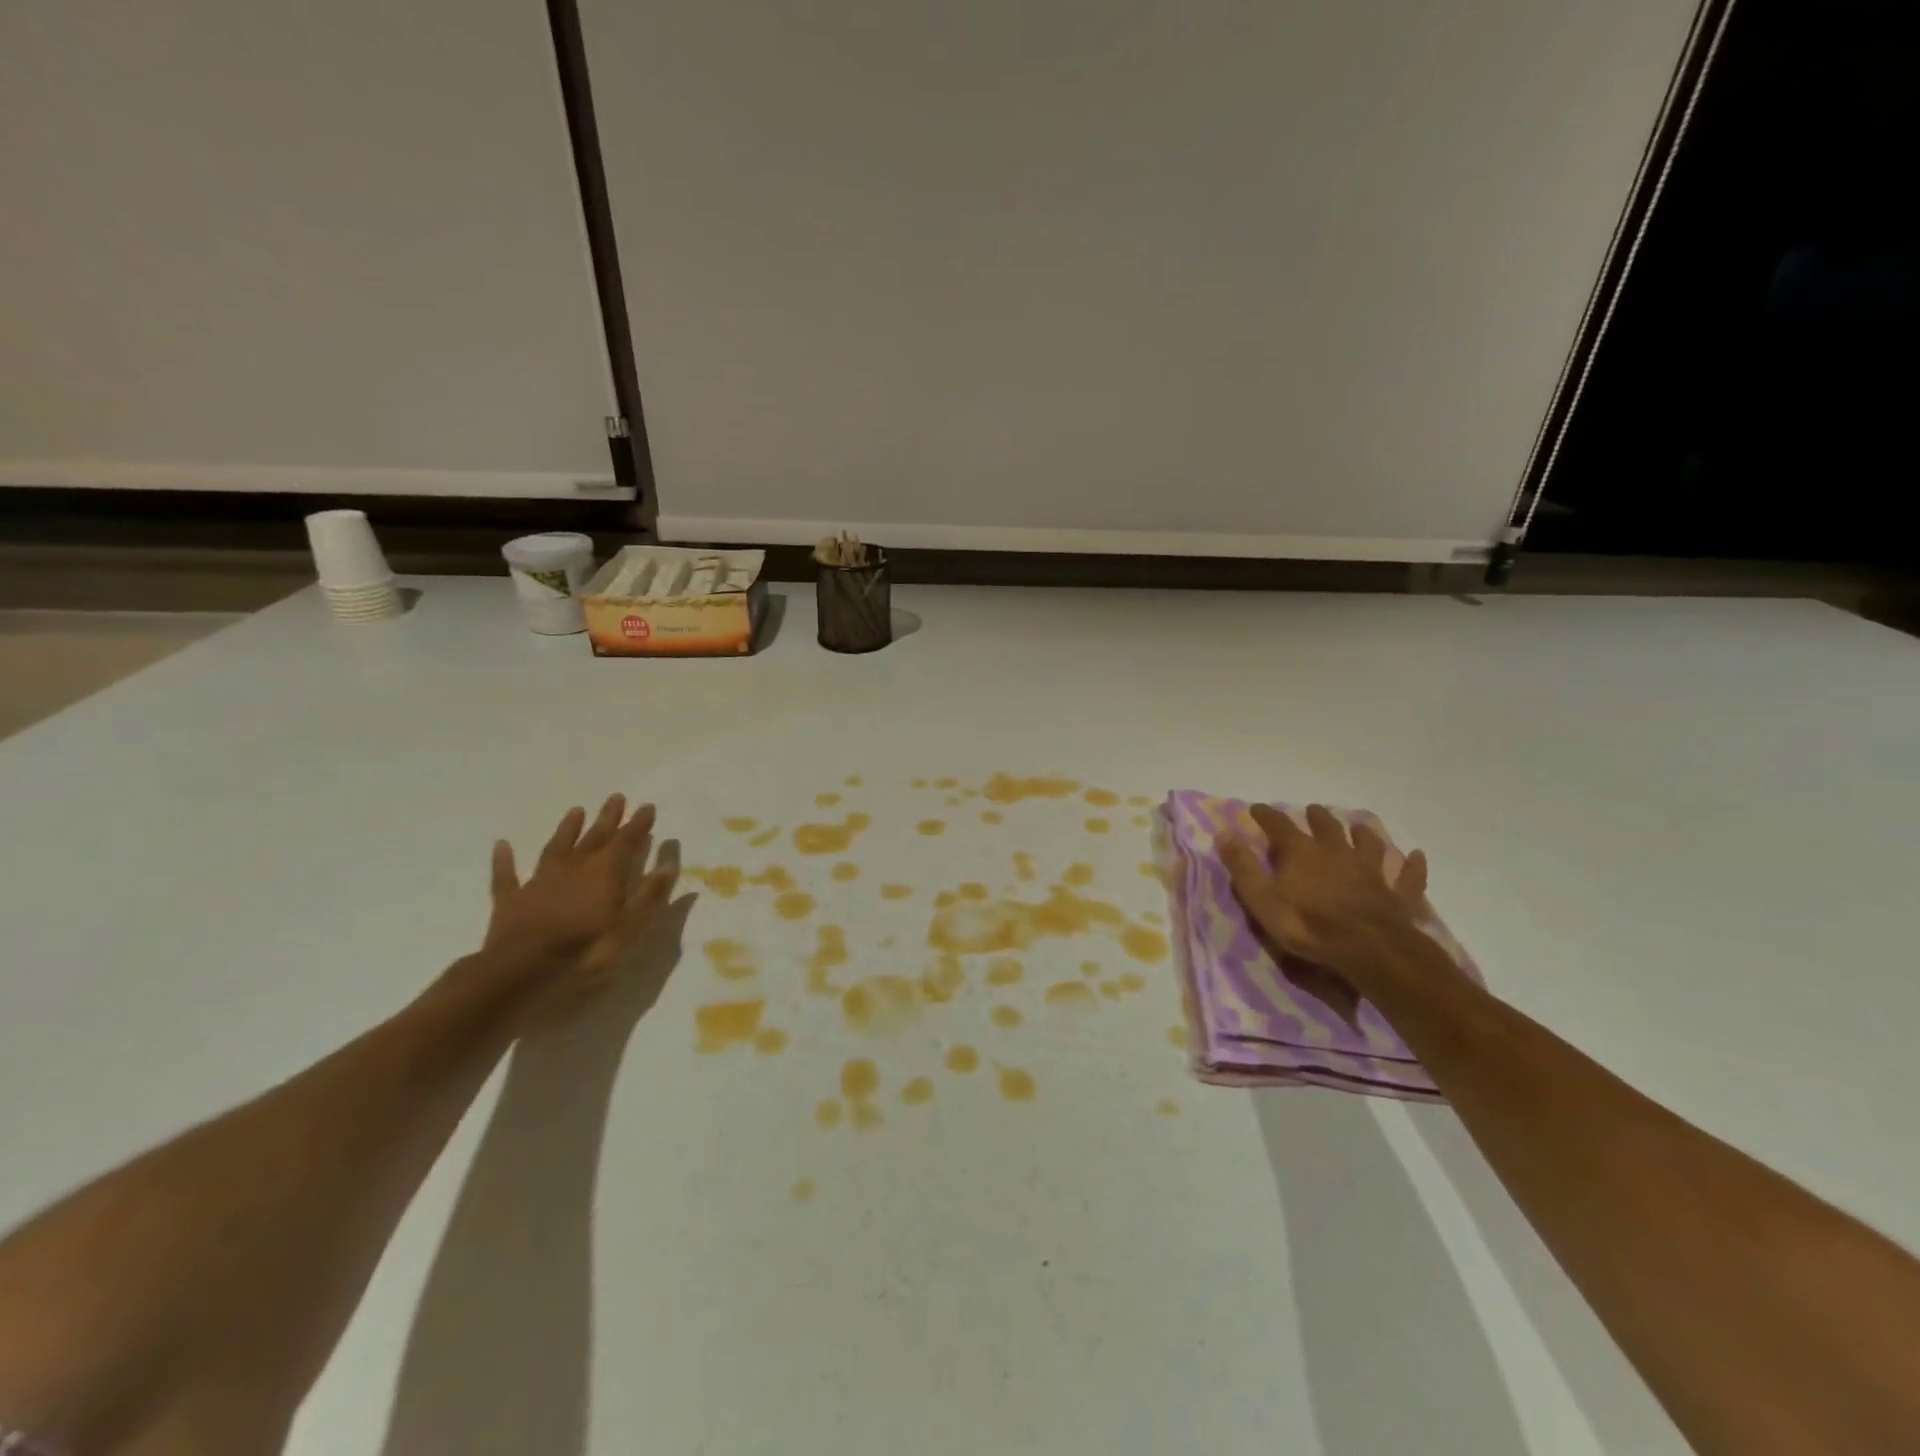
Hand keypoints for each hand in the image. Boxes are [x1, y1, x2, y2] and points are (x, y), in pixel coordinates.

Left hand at [484, 795, 678, 1016]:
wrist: (520, 973)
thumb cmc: (584, 953)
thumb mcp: (629, 928)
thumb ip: (648, 895)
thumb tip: (667, 865)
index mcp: (605, 873)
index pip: (627, 842)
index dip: (638, 824)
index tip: (647, 806)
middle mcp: (574, 868)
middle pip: (594, 838)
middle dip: (608, 818)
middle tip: (616, 797)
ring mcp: (540, 882)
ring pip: (556, 848)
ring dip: (567, 830)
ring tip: (576, 810)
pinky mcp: (511, 901)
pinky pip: (507, 876)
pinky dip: (505, 860)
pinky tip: (502, 845)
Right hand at [1220, 804, 1434, 994]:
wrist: (1367, 949)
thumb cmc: (1307, 924)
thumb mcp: (1261, 897)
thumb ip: (1242, 866)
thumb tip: (1223, 833)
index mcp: (1301, 852)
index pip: (1279, 825)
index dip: (1266, 815)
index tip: (1256, 808)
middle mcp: (1336, 852)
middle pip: (1326, 827)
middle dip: (1316, 817)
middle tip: (1311, 810)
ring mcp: (1370, 870)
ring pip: (1367, 844)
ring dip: (1362, 833)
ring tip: (1359, 826)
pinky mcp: (1396, 893)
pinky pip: (1407, 875)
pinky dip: (1411, 865)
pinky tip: (1416, 856)